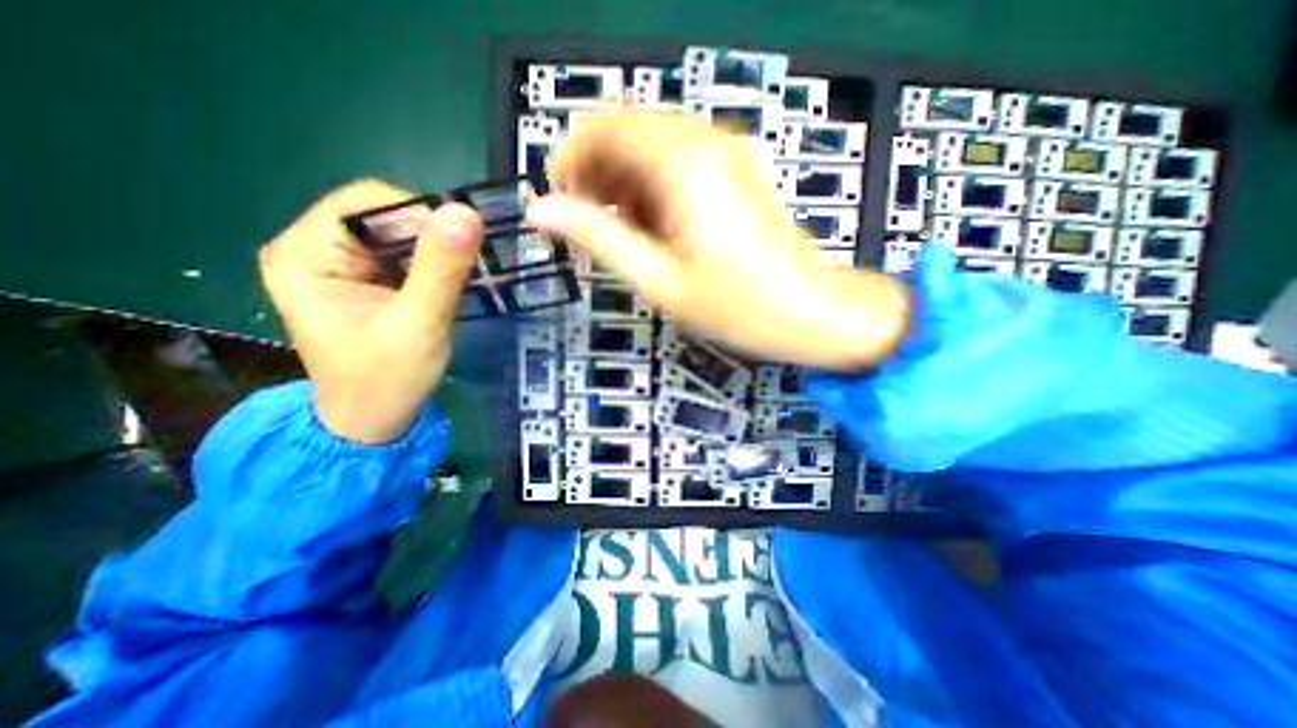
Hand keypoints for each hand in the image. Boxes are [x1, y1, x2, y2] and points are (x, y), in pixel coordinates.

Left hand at [259, 182, 483, 442]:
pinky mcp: (365, 280)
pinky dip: (433, 266)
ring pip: (399, 235)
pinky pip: (405, 256)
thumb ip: (440, 269)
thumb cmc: (387, 379)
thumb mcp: (419, 324)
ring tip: (458, 281)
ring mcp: (340, 266)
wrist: (376, 420)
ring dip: (436, 253)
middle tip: (463, 270)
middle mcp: (315, 250)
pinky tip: (446, 287)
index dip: (418, 216)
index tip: (459, 248)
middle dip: (430, 238)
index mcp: (305, 255)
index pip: (365, 202)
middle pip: (383, 216)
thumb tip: (466, 212)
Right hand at [526, 112, 910, 370]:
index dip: (567, 162)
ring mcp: (725, 152)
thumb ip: (597, 238)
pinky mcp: (735, 170)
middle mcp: (705, 141)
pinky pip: (676, 162)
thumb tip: (541, 211)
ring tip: (618, 236)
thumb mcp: (657, 279)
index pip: (601, 127)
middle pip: (624, 132)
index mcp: (682, 162)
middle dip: (594, 177)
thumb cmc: (736, 305)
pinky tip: (652, 228)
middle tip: (587, 229)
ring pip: (649, 147)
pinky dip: (651, 189)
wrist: (808, 312)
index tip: (559, 206)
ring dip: (621, 185)